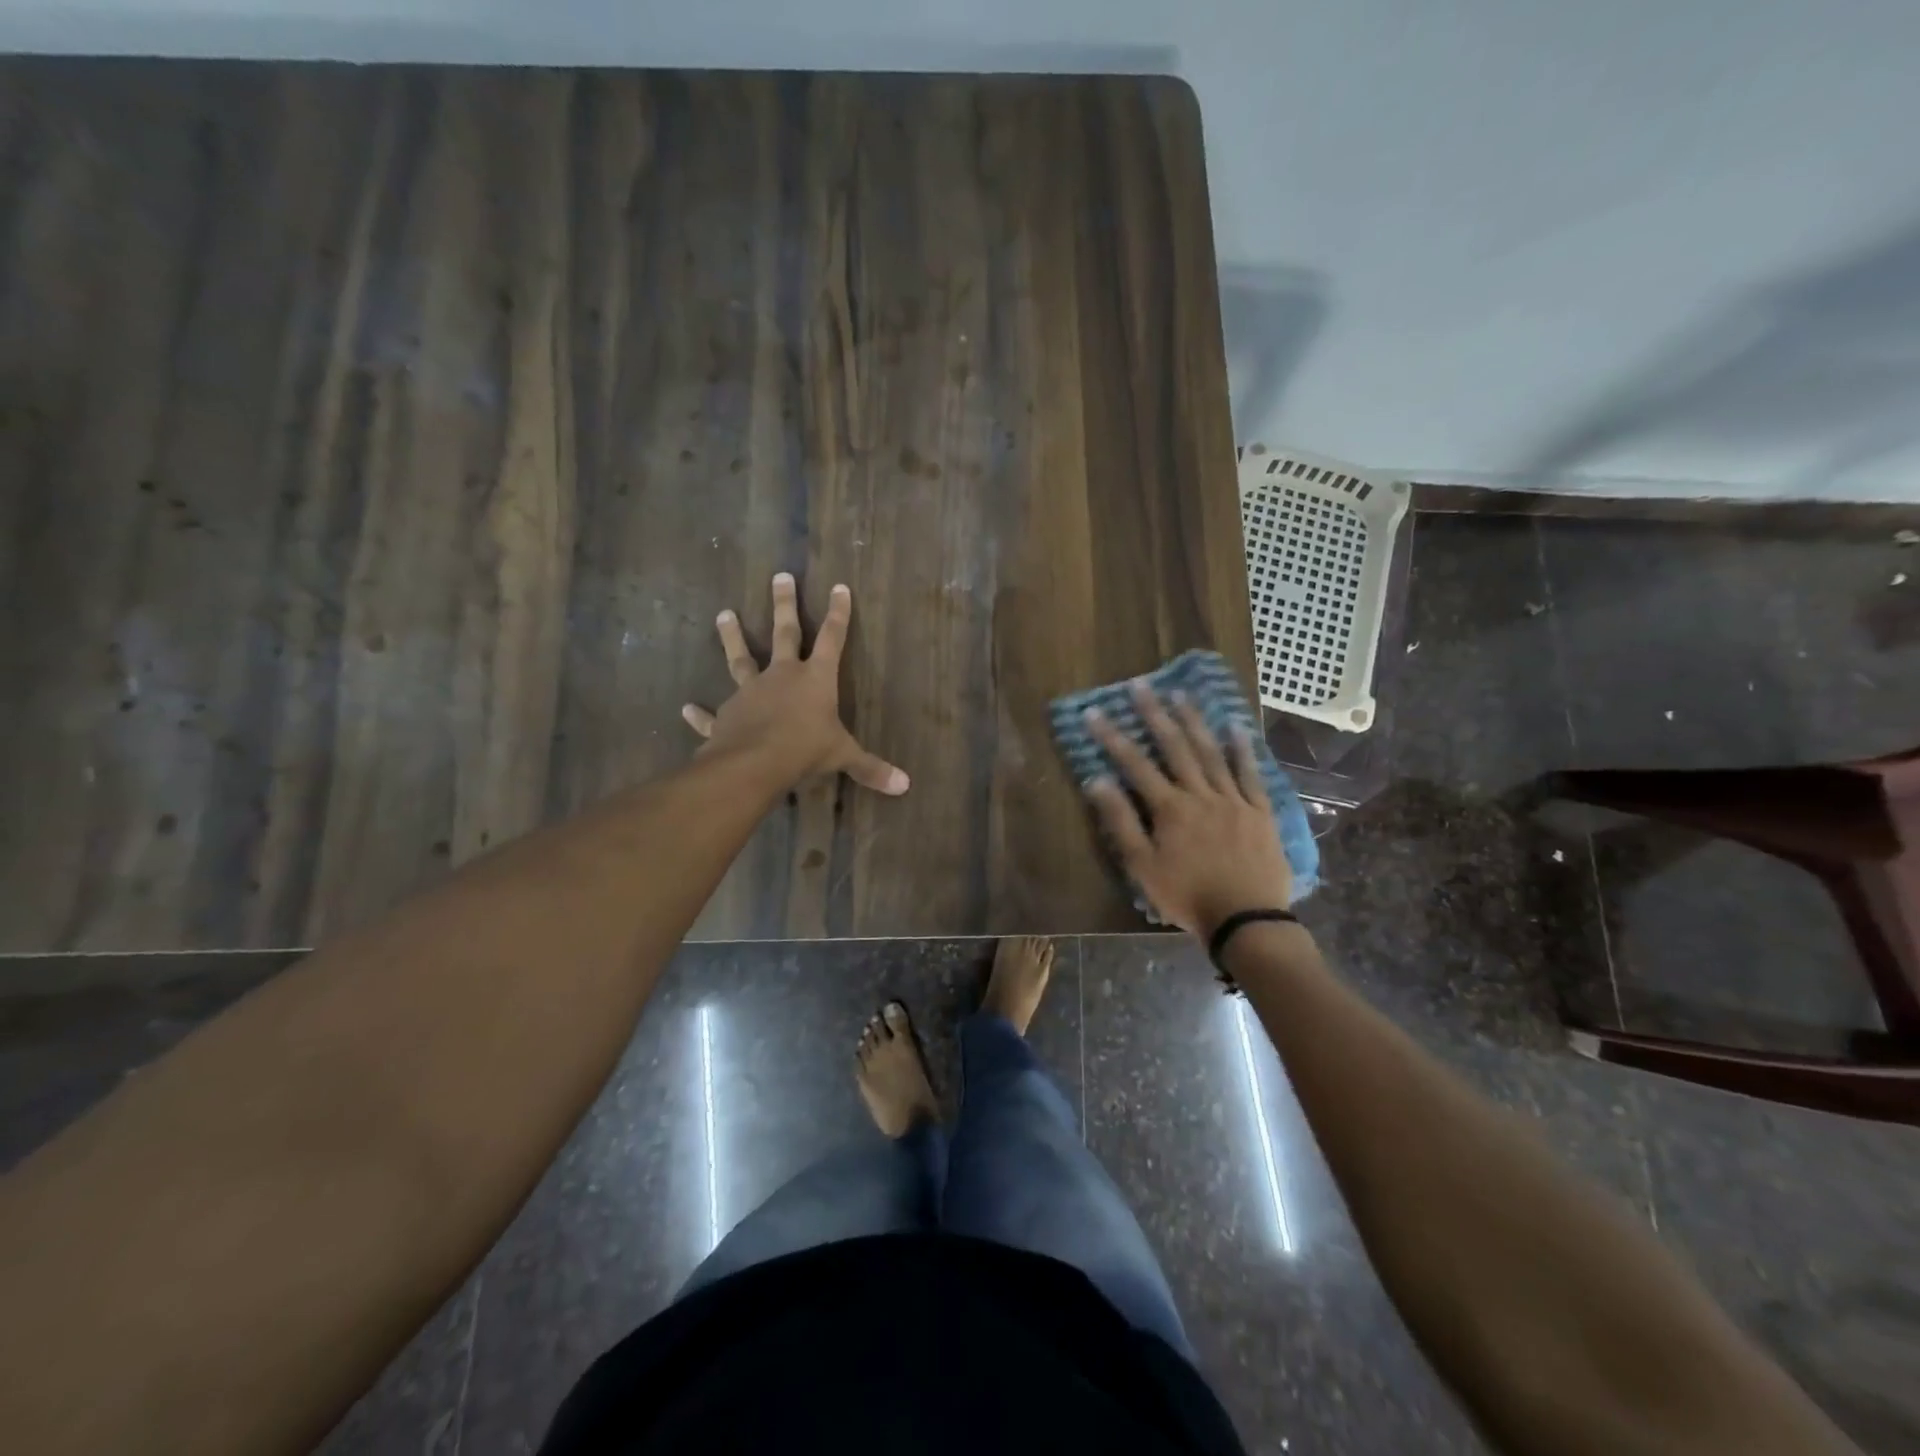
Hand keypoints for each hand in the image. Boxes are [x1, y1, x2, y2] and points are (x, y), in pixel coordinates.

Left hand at [681, 573, 909, 795]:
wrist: (753, 763)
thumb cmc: (805, 750)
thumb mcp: (843, 757)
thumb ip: (871, 768)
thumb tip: (905, 785)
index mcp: (815, 679)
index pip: (833, 639)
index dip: (839, 614)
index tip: (839, 587)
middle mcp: (782, 676)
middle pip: (785, 633)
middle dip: (784, 604)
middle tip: (779, 576)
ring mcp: (750, 692)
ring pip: (741, 659)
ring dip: (733, 637)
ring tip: (724, 614)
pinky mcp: (726, 716)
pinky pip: (712, 714)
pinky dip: (700, 713)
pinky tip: (687, 708)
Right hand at [1084, 681, 1290, 935]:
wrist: (1247, 919)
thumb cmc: (1187, 896)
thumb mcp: (1143, 866)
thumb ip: (1120, 822)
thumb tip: (1097, 782)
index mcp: (1170, 808)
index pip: (1135, 765)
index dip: (1113, 737)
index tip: (1095, 712)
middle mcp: (1200, 794)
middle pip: (1175, 748)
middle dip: (1155, 715)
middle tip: (1141, 686)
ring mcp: (1233, 800)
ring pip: (1211, 753)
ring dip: (1195, 722)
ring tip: (1181, 694)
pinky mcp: (1259, 811)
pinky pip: (1250, 774)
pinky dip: (1242, 749)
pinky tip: (1236, 727)